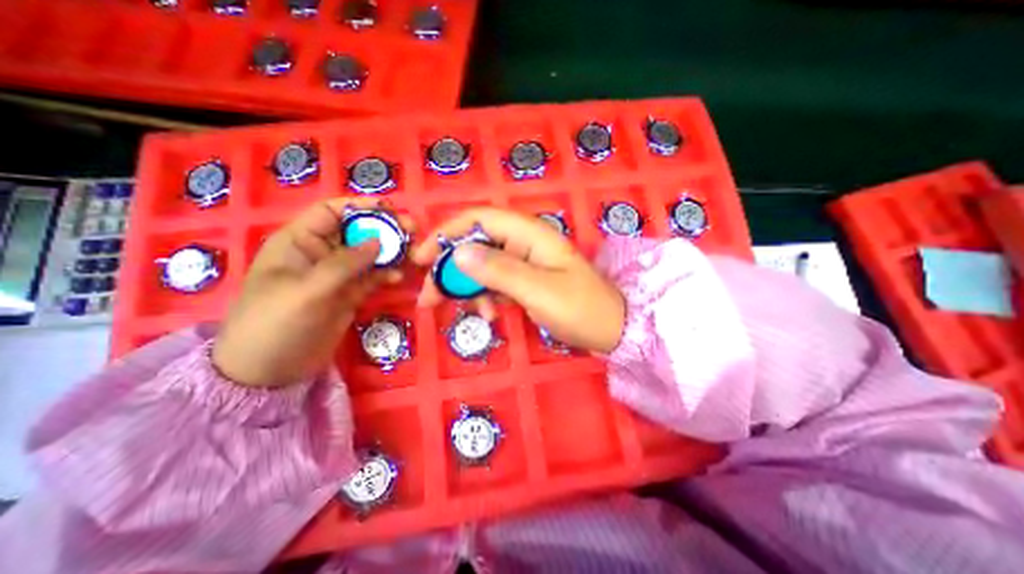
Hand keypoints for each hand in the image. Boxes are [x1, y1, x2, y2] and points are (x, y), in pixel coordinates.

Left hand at [211, 199, 402, 386]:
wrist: (270, 371)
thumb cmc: (276, 324)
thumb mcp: (308, 290)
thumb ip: (345, 264)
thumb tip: (379, 241)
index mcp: (299, 242)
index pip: (331, 212)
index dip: (359, 206)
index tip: (390, 209)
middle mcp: (321, 254)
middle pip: (357, 231)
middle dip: (384, 228)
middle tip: (412, 230)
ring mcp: (338, 275)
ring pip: (369, 254)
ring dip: (391, 251)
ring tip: (413, 253)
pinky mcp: (350, 294)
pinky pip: (373, 277)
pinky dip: (387, 274)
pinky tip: (399, 276)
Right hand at [413, 207, 624, 353]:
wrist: (612, 330)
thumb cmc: (581, 310)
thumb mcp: (539, 292)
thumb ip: (499, 271)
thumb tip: (458, 253)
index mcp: (530, 234)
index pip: (479, 220)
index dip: (447, 234)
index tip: (421, 259)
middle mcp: (524, 242)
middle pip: (476, 244)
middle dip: (450, 269)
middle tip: (430, 299)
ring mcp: (525, 261)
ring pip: (483, 266)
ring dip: (467, 287)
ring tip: (462, 312)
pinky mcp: (525, 279)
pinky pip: (495, 282)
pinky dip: (485, 297)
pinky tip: (490, 316)